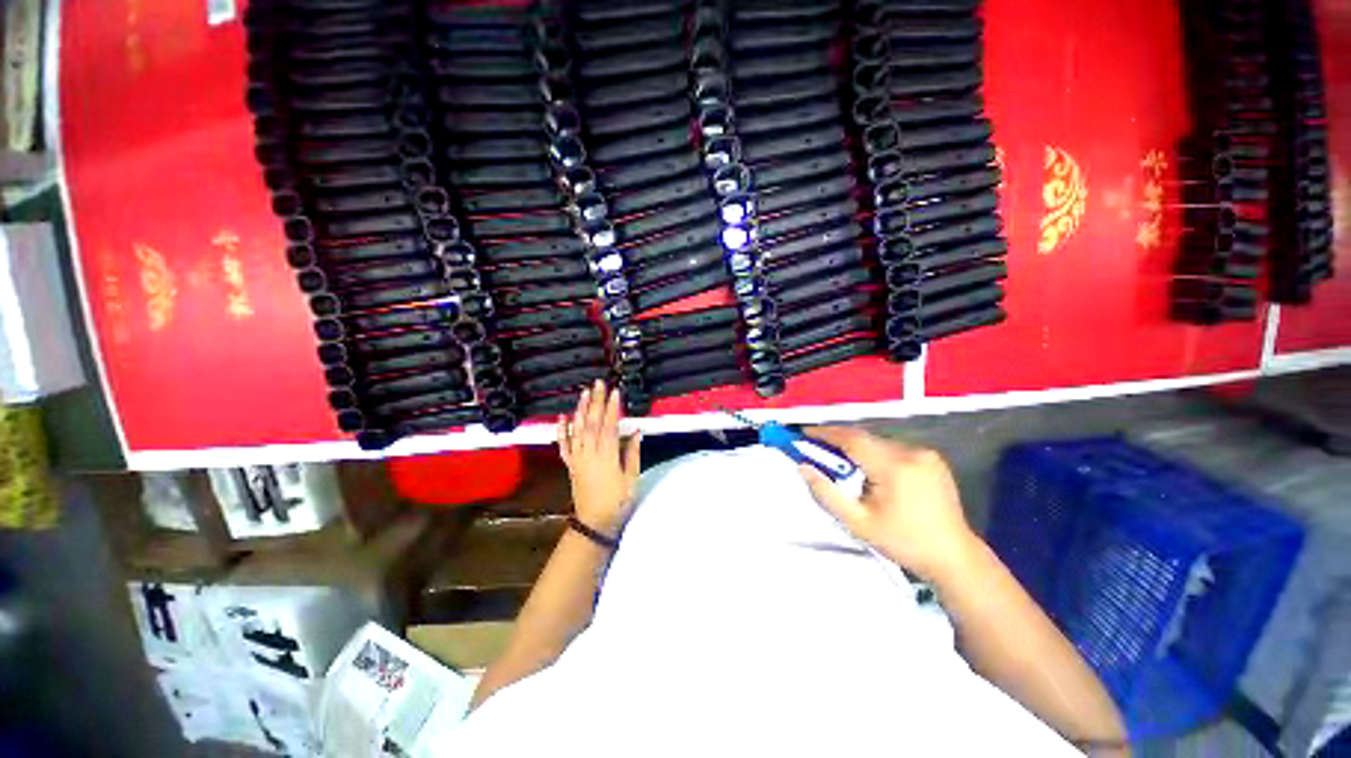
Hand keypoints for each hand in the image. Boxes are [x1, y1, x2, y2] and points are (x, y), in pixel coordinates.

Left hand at [557, 380, 641, 536]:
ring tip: (584, 393)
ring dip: (580, 410)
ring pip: (577, 430)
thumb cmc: (617, 501)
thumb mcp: (631, 479)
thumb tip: (636, 431)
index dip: (612, 408)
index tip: (615, 392)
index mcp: (606, 457)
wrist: (594, 522)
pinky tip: (563, 417)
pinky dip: (562, 431)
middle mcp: (589, 454)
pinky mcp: (570, 464)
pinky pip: (564, 445)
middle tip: (598, 384)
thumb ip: (632, 454)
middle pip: (592, 423)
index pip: (609, 427)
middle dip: (595, 402)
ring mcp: (577, 459)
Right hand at [796, 426, 978, 582]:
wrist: (954, 557)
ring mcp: (926, 453)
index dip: (826, 433)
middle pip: (865, 438)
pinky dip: (876, 453)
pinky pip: (894, 448)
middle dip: (839, 441)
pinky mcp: (933, 459)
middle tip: (818, 448)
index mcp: (894, 467)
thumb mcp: (858, 523)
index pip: (852, 439)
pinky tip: (870, 469)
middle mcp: (911, 452)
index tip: (804, 432)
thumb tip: (802, 467)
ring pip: (879, 442)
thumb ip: (826, 493)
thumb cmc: (903, 542)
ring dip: (858, 447)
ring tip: (843, 461)